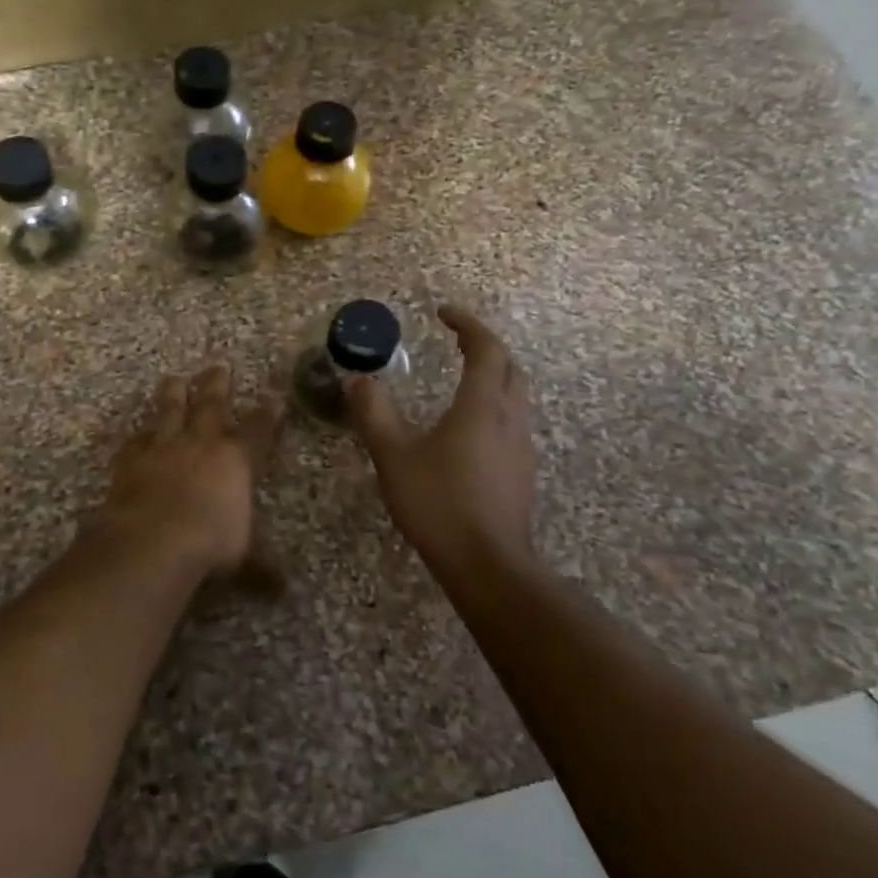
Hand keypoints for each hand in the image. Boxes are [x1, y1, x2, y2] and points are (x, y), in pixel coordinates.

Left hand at [98, 362, 285, 580]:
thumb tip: (283, 590)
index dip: (269, 414)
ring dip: (174, 393)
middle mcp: (201, 444)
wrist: (153, 541)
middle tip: (219, 365)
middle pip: (212, 405)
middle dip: (217, 385)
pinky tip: (138, 430)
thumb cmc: (209, 545)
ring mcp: (164, 448)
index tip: (274, 396)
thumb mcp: (243, 560)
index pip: (259, 430)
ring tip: (175, 377)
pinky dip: (139, 434)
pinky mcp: (132, 460)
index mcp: (236, 461)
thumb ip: (261, 569)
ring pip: (170, 410)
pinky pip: (136, 440)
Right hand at [345, 306, 538, 571]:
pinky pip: (513, 422)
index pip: (486, 348)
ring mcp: (521, 446)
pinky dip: (494, 406)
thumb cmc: (439, 502)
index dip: (467, 324)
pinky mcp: (522, 472)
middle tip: (456, 341)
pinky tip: (470, 428)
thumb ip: (373, 413)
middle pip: (509, 367)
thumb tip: (355, 380)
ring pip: (516, 395)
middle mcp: (509, 418)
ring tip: (463, 378)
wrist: (487, 564)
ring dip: (494, 376)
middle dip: (485, 347)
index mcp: (481, 405)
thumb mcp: (393, 455)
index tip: (443, 313)